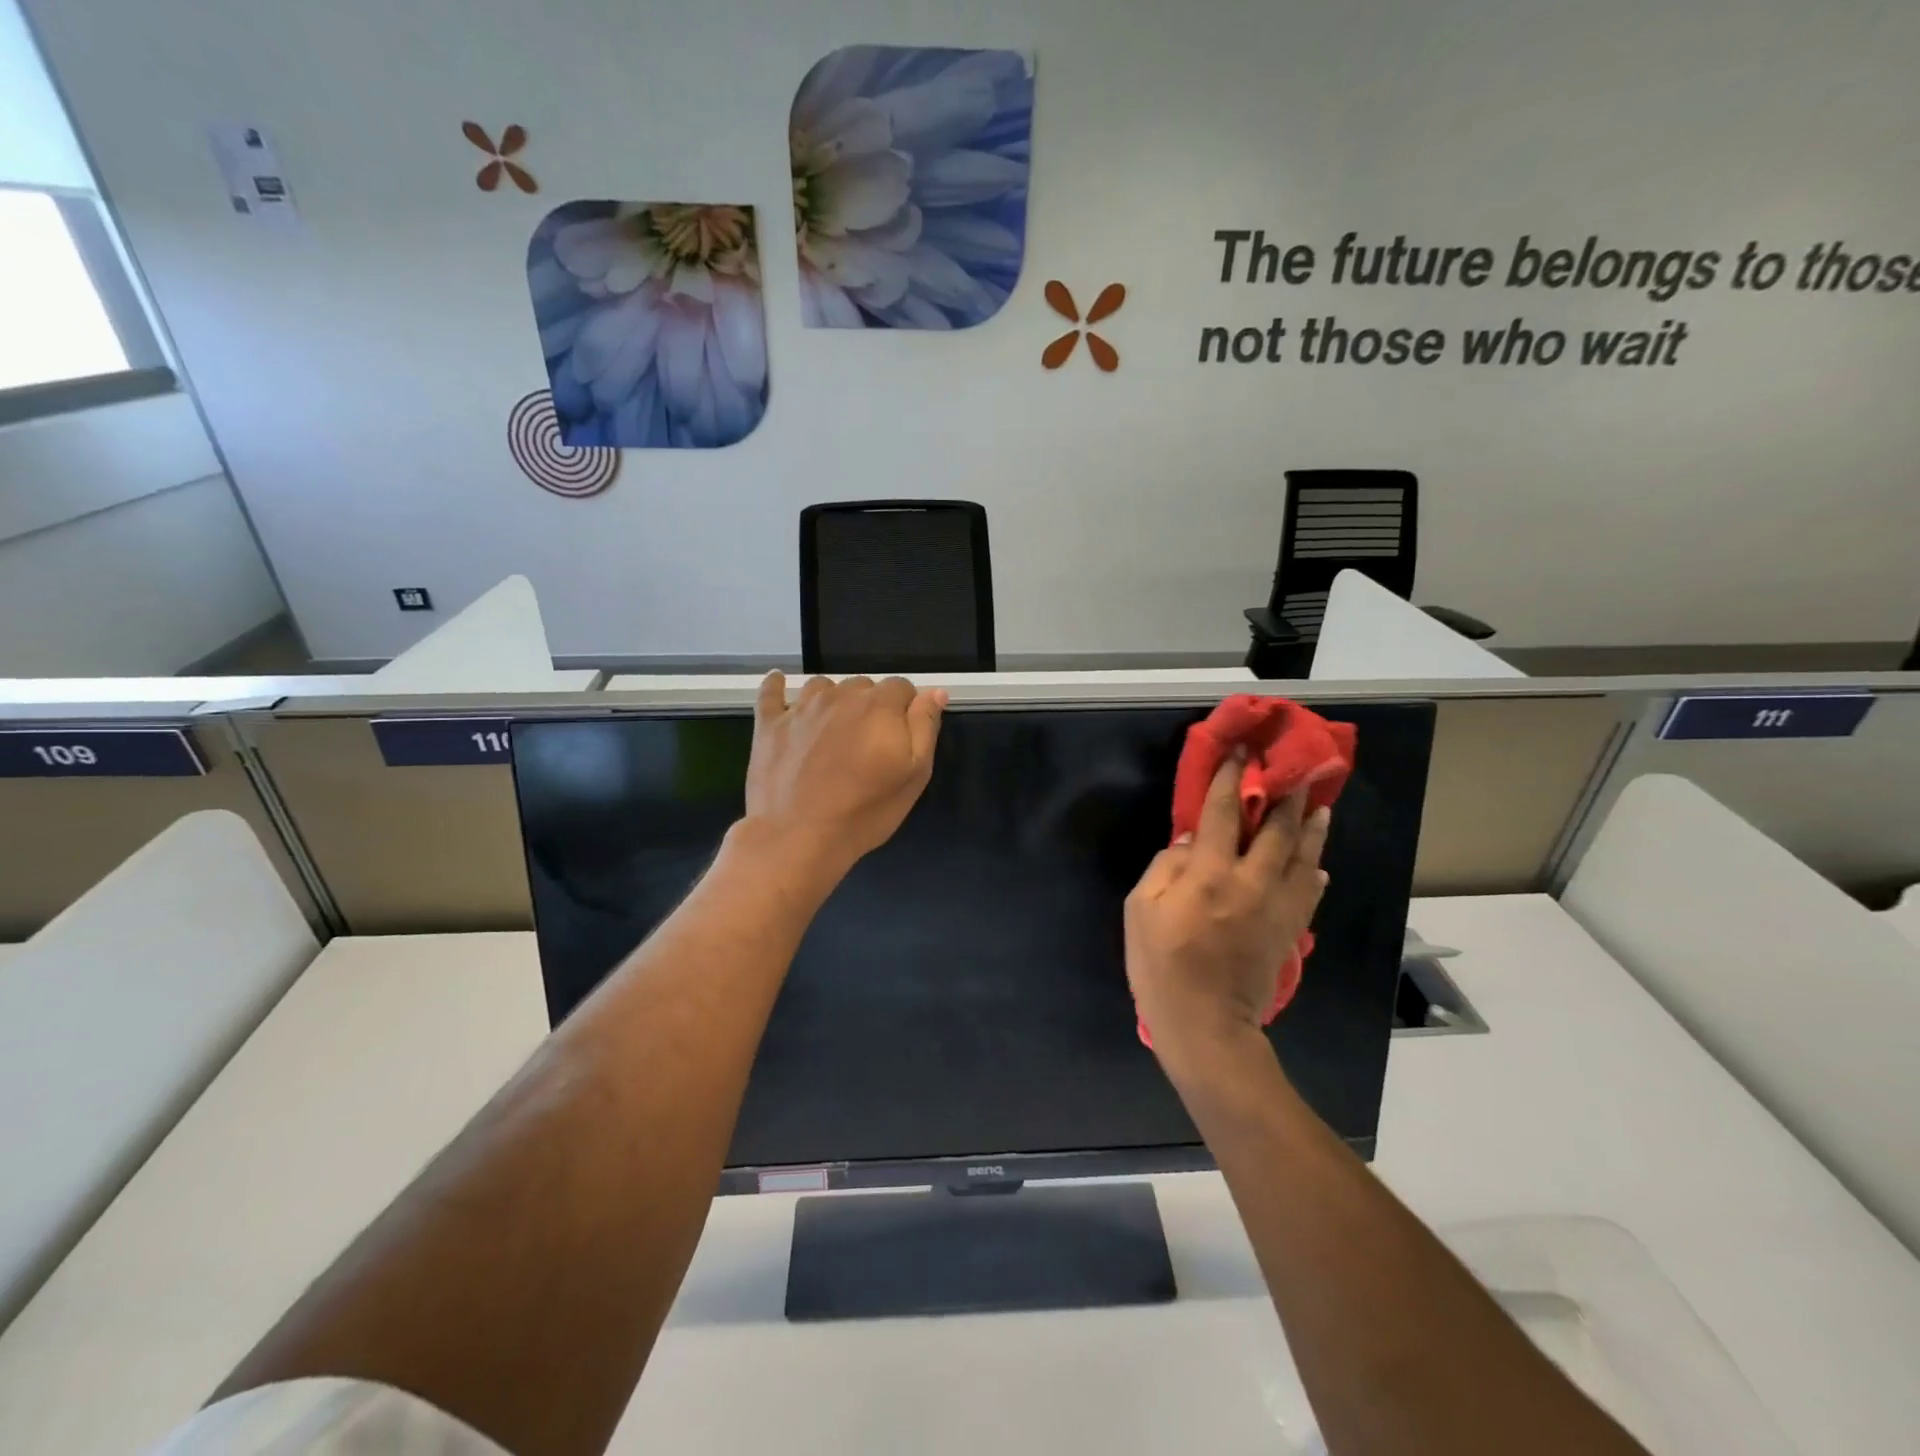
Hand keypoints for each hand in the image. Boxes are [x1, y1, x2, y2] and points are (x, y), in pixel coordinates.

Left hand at [742, 672, 946, 882]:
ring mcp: (801, 707)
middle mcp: (841, 695)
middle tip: (868, 744)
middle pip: (863, 686)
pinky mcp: (769, 723)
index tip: (902, 737)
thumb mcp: (913, 775)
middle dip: (871, 706)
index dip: (906, 709)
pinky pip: (772, 691)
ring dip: (834, 700)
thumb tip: (934, 692)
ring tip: (833, 731)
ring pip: (824, 687)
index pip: (902, 687)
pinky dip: (778, 686)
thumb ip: (924, 727)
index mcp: (880, 706)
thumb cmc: (865, 811)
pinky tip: (781, 684)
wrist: (798, 837)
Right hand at [1124, 751, 1330, 1067]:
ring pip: (1303, 857)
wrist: (1206, 1027)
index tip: (1241, 751)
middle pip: (1276, 829)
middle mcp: (1251, 883)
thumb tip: (1191, 841)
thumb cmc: (1161, 967)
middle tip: (1294, 769)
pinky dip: (1316, 874)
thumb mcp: (1140, 912)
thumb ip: (1164, 869)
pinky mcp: (1288, 931)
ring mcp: (1276, 908)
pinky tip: (1319, 866)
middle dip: (1284, 795)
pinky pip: (1309, 894)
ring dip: (1311, 828)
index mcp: (1209, 875)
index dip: (1231, 779)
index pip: (1223, 814)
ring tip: (1319, 805)